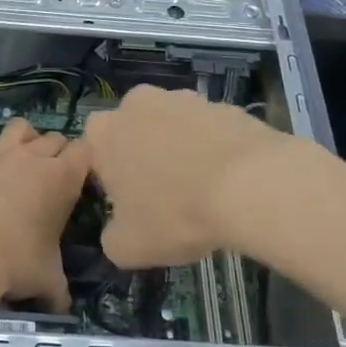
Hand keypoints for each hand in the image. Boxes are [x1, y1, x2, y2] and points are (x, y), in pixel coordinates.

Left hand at [0, 118, 88, 312]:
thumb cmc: (15, 261)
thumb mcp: (46, 280)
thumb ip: (59, 290)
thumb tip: (64, 308)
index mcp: (62, 177)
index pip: (84, 149)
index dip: (85, 162)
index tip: (82, 180)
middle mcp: (33, 158)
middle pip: (55, 137)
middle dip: (59, 152)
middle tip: (55, 179)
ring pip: (21, 128)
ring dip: (27, 140)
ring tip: (24, 163)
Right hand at [82, 85, 286, 267]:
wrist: (251, 185)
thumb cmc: (175, 213)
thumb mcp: (129, 248)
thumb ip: (112, 237)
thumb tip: (119, 231)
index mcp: (103, 133)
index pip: (94, 152)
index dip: (110, 179)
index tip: (129, 203)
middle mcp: (137, 104)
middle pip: (134, 133)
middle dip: (144, 157)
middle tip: (165, 195)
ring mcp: (183, 99)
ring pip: (173, 128)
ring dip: (180, 150)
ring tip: (203, 190)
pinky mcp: (223, 104)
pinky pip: (210, 131)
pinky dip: (215, 150)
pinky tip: (231, 180)